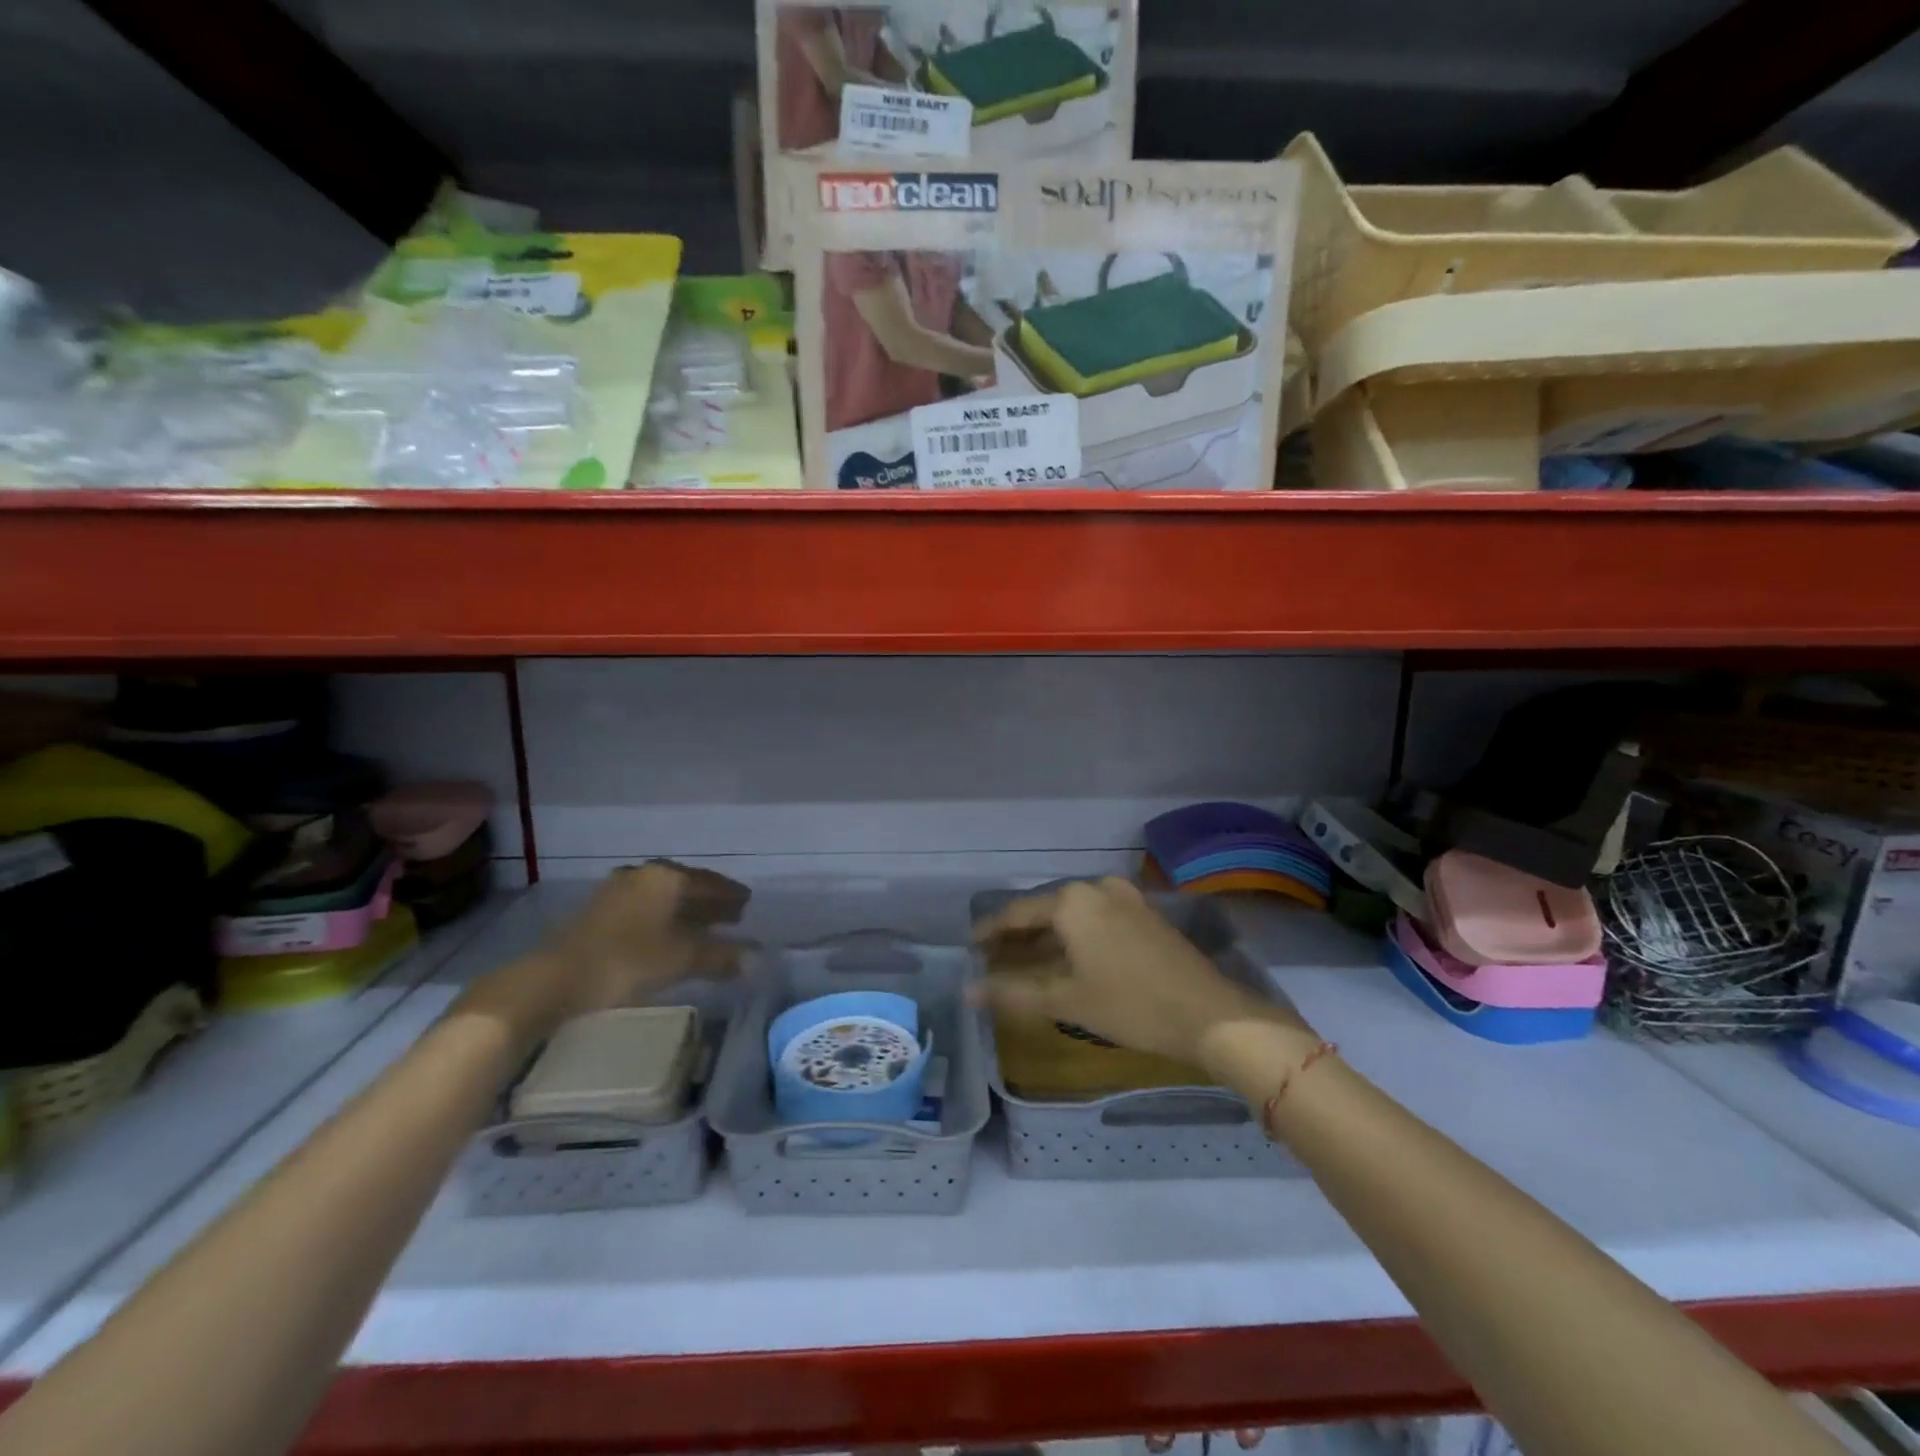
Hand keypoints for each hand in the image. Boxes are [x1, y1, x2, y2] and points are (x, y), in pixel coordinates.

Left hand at [458, 862, 748, 1039]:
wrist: (554, 979)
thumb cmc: (627, 961)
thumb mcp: (682, 959)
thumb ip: (722, 956)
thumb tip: (759, 959)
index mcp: (667, 877)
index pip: (710, 882)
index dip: (731, 894)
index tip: (748, 902)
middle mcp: (644, 874)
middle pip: (687, 885)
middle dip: (710, 901)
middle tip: (732, 915)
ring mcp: (617, 890)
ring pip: (664, 897)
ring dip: (686, 910)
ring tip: (703, 926)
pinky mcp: (598, 911)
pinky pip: (645, 907)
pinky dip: (663, 918)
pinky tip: (667, 934)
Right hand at [973, 878, 1309, 1070]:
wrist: (1211, 1014)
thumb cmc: (1130, 1005)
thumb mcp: (1067, 1000)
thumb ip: (1013, 992)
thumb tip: (968, 991)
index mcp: (1072, 900)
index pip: (1018, 912)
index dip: (991, 930)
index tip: (970, 944)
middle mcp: (1096, 888)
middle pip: (1045, 911)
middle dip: (1019, 936)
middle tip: (993, 958)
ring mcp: (1125, 899)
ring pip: (1072, 917)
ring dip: (1048, 939)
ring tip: (1024, 963)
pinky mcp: (1145, 915)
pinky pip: (1096, 921)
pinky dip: (1075, 939)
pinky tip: (1067, 961)